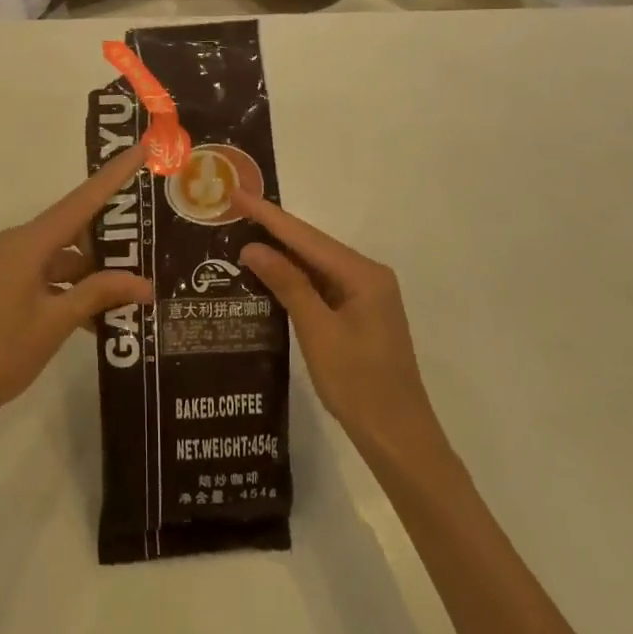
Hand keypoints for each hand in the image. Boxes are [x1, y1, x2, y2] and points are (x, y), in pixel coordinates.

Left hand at [0, 142, 152, 432]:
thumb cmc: (0, 353)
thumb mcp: (55, 322)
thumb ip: (99, 295)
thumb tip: (143, 284)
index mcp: (27, 243)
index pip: (81, 201)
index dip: (114, 175)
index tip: (141, 149)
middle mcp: (17, 243)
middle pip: (73, 228)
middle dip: (110, 240)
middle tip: (150, 246)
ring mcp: (9, 264)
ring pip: (63, 256)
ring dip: (93, 274)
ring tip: (132, 292)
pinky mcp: (5, 284)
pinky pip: (48, 275)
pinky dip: (72, 290)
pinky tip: (100, 318)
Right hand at [234, 189, 444, 468]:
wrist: (399, 439)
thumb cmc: (359, 384)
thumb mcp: (318, 332)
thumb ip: (288, 284)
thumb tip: (253, 247)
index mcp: (363, 274)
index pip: (306, 236)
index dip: (268, 215)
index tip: (237, 194)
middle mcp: (367, 276)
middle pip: (312, 245)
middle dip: (272, 229)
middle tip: (233, 210)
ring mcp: (365, 296)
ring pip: (315, 264)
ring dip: (281, 253)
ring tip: (242, 234)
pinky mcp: (358, 314)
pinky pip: (321, 285)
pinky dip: (294, 278)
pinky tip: (268, 273)